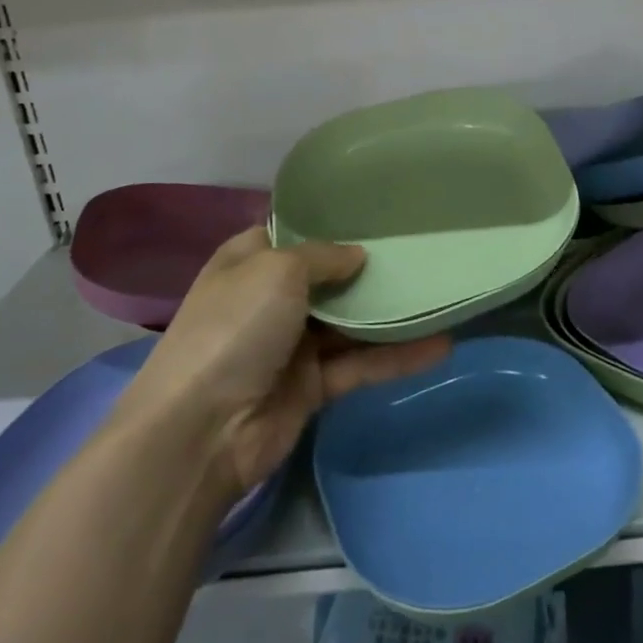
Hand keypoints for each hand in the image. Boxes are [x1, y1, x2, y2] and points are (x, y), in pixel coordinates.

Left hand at [118, 228, 449, 500]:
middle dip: (370, 267)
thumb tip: (357, 256)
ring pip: (351, 322)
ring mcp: (292, 344)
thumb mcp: (277, 270)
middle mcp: (271, 299)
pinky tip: (440, 344)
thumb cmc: (235, 328)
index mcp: (250, 262)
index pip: (294, 233)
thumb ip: (323, 256)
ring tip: (440, 294)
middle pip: (330, 277)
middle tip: (421, 249)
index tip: (378, 210)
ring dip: (390, 313)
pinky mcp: (313, 386)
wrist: (202, 431)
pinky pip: (360, 363)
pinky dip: (397, 356)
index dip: (332, 222)